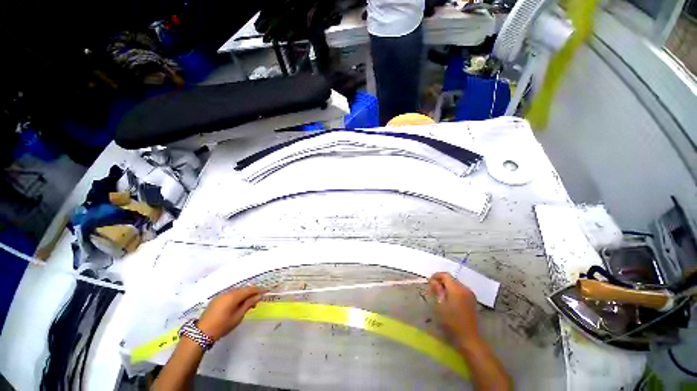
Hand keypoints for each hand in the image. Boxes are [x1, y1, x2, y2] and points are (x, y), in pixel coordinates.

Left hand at [197, 286, 265, 340]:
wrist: (201, 333)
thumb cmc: (222, 325)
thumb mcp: (238, 316)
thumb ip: (249, 304)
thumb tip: (259, 296)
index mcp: (234, 296)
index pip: (250, 289)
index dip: (259, 290)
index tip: (267, 291)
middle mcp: (228, 292)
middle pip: (243, 289)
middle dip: (252, 293)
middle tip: (258, 300)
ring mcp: (221, 295)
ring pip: (237, 292)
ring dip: (244, 295)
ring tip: (249, 304)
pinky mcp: (217, 299)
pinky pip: (231, 295)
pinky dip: (237, 297)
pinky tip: (238, 304)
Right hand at [429, 272, 478, 343]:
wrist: (468, 337)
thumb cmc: (451, 322)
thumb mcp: (440, 305)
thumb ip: (436, 290)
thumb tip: (433, 281)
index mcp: (456, 289)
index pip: (445, 275)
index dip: (436, 276)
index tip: (429, 282)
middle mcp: (465, 288)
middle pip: (450, 279)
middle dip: (441, 281)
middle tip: (433, 289)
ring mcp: (470, 294)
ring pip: (455, 284)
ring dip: (447, 286)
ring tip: (440, 294)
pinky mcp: (472, 299)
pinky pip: (460, 289)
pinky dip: (453, 290)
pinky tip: (449, 299)